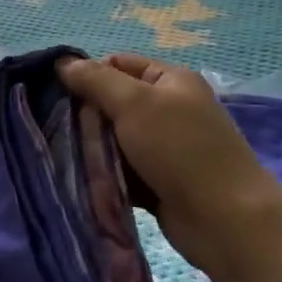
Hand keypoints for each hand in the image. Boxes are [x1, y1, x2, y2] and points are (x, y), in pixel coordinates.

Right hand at [56, 52, 281, 274]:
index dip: (87, 76)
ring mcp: (164, 147)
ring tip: (66, 157)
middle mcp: (169, 109)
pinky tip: (83, 179)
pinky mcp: (158, 180)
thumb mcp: (135, 104)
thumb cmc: (180, 150)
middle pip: (112, 103)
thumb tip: (61, 63)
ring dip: (93, 149)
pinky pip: (121, 170)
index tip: (57, 96)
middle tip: (58, 130)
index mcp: (171, 80)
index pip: (118, 65)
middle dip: (86, 116)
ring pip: (114, 139)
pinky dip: (105, 174)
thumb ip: (96, 81)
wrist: (224, 219)